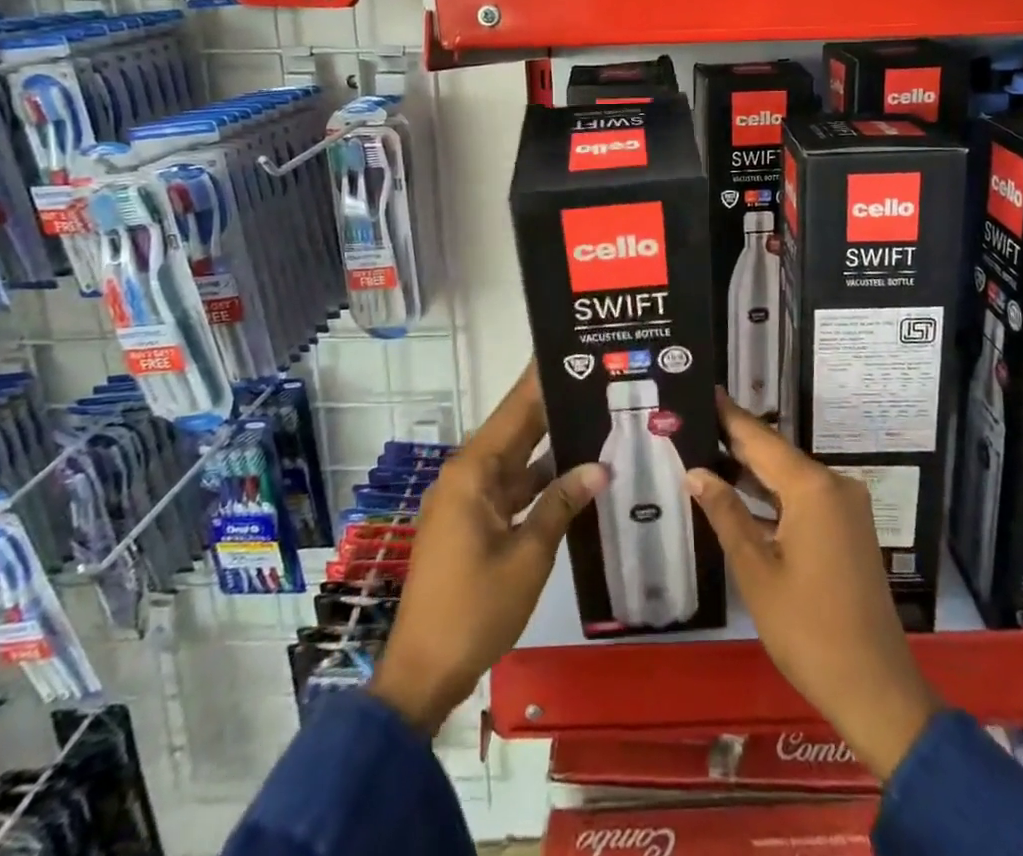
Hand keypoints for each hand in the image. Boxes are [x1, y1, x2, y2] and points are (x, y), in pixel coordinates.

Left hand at [369, 364, 608, 734]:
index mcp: (474, 472)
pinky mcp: (472, 524)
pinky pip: (511, 488)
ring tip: (596, 420)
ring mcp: (468, 500)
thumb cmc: (474, 610)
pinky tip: (576, 475)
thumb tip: (599, 466)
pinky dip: (540, 481)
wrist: (423, 673)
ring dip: (551, 446)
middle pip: (516, 430)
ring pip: (517, 460)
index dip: (541, 379)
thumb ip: (562, 505)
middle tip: (596, 381)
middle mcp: (468, 476)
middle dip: (553, 406)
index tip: (570, 349)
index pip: (515, 409)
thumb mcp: (528, 556)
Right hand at [687, 392, 941, 781]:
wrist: (876, 688)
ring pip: (790, 476)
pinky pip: (805, 498)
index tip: (705, 388)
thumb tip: (695, 471)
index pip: (760, 438)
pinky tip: (743, 494)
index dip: (729, 415)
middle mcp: (834, 485)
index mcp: (812, 487)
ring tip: (707, 451)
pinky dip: (774, 495)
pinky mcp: (850, 529)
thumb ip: (726, 514)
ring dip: (753, 470)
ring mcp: (847, 508)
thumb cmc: (808, 629)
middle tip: (695, 420)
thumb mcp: (756, 571)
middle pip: (776, 454)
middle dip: (736, 440)